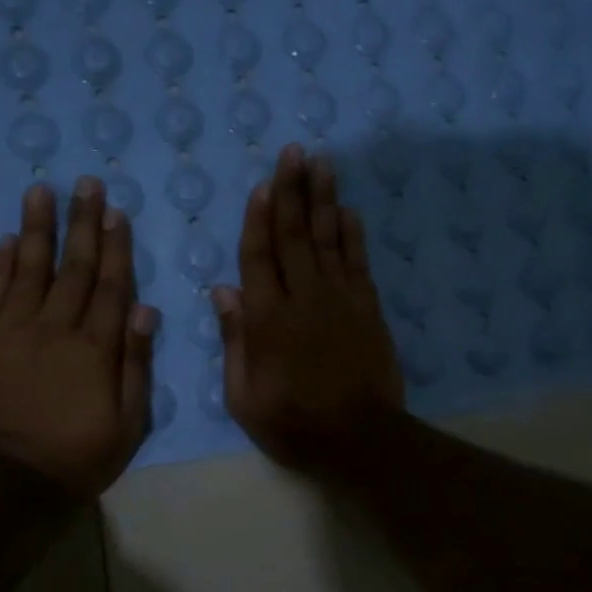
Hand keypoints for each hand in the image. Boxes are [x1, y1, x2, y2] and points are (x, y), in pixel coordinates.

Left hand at [0, 177, 158, 498]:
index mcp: (95, 347)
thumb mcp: (129, 422)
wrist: (7, 480)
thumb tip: (146, 310)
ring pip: (28, 269)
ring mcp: (14, 331)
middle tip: (85, 183)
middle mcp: (55, 328)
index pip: (111, 285)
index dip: (115, 247)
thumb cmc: (78, 455)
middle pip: (73, 267)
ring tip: (40, 191)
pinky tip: (4, 240)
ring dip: (36, 228)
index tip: (116, 212)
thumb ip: (136, 364)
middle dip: (81, 223)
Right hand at [214, 144, 405, 471]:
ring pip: (329, 239)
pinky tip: (348, 210)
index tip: (262, 184)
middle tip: (294, 152)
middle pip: (295, 235)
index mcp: (268, 320)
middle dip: (292, 190)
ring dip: (324, 199)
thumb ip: (234, 341)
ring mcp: (341, 300)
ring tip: (322, 163)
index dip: (259, 218)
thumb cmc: (294, 424)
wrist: (360, 439)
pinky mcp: (368, 308)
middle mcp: (304, 299)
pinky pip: (358, 262)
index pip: (260, 257)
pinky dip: (353, 234)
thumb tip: (223, 291)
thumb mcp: (244, 397)